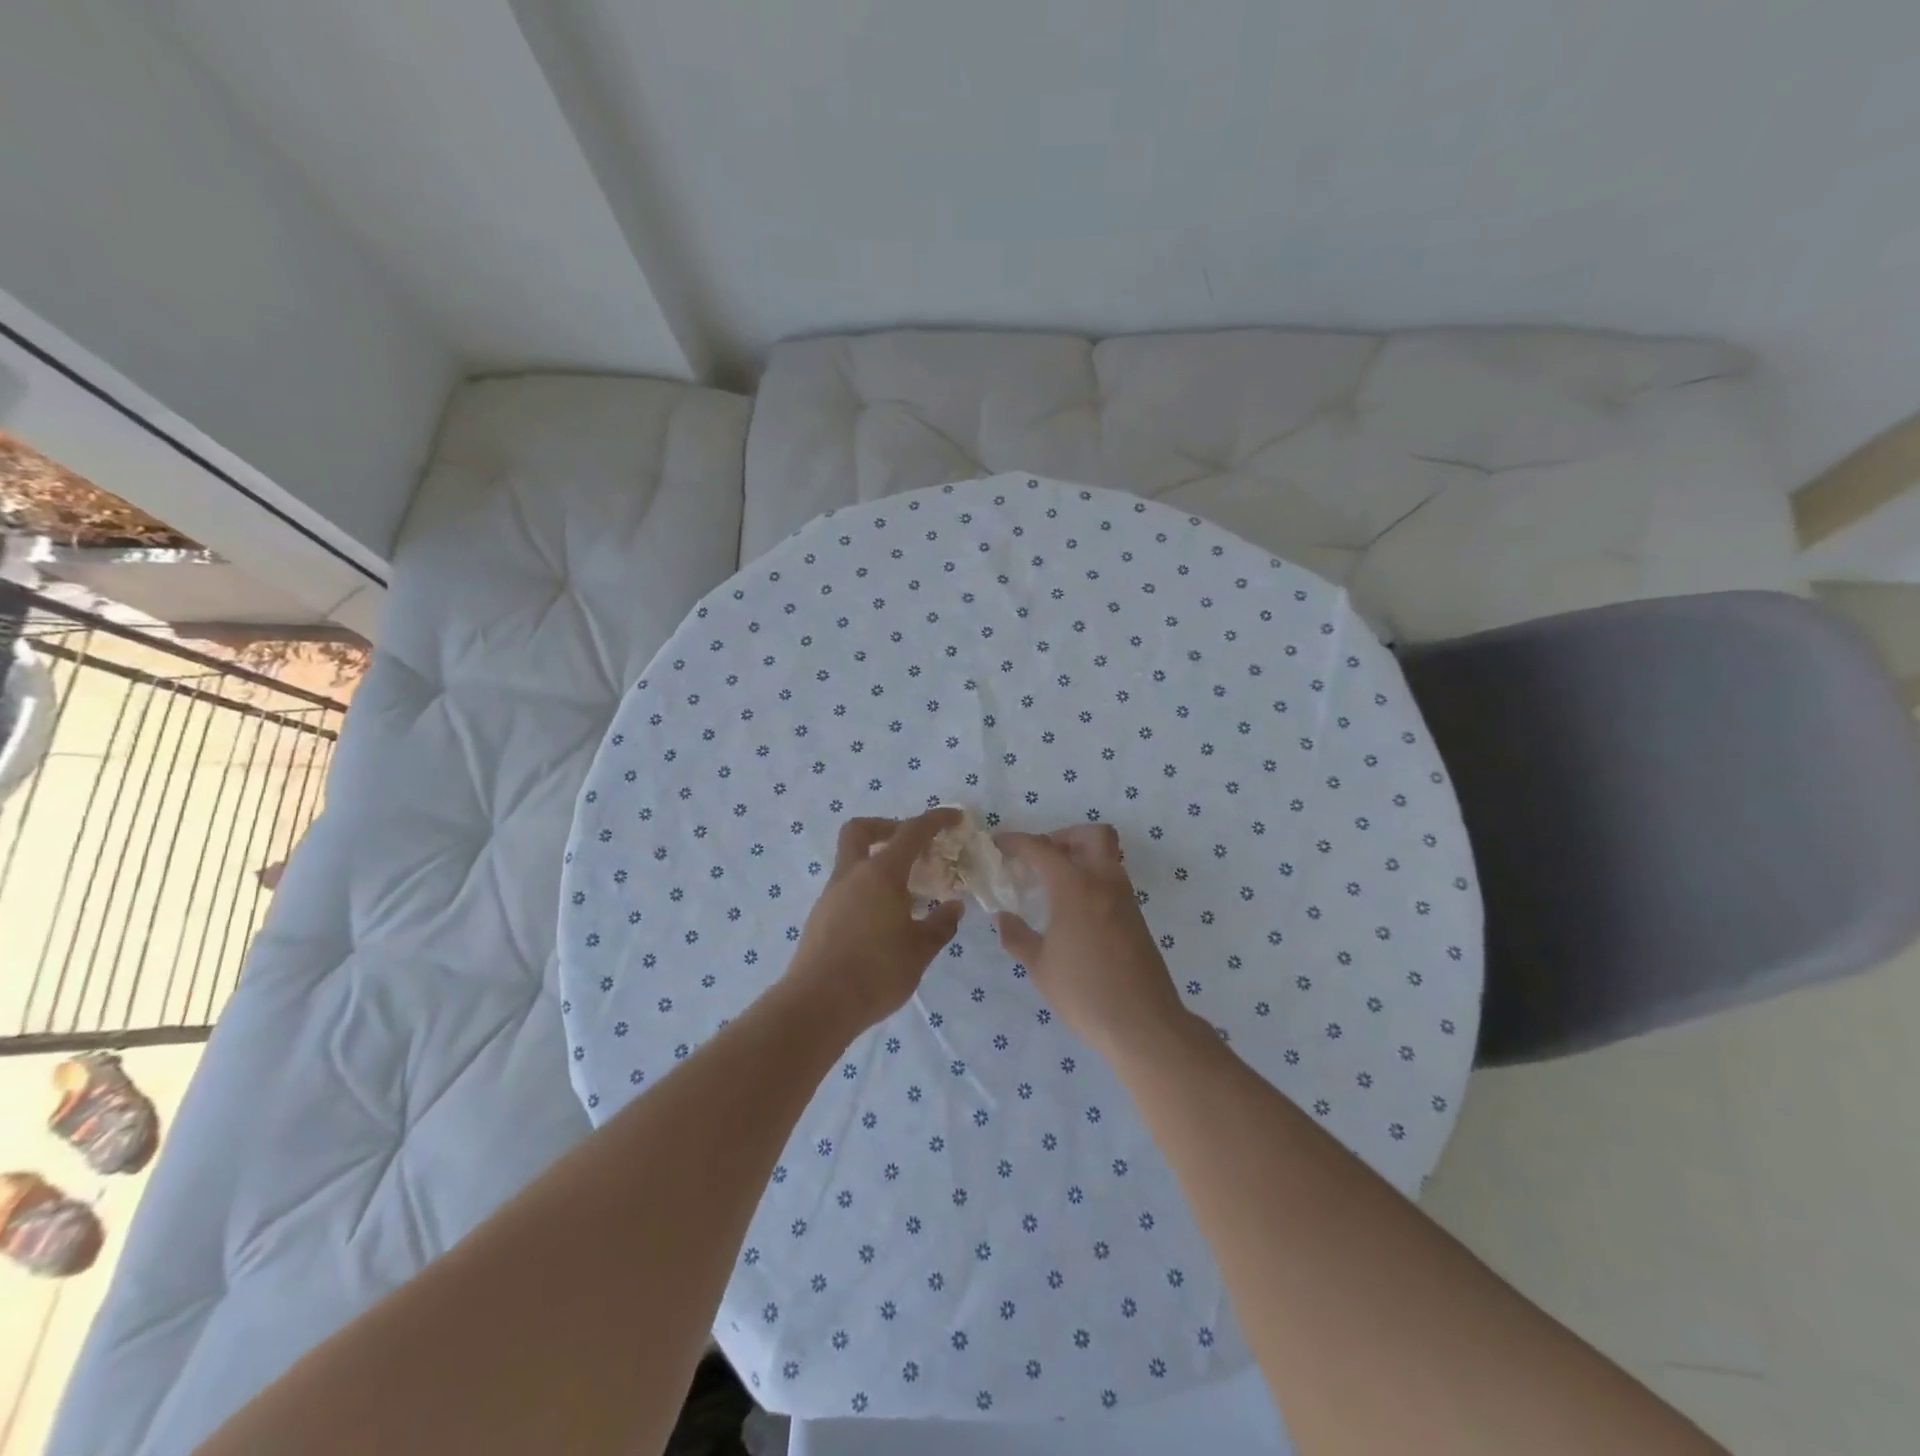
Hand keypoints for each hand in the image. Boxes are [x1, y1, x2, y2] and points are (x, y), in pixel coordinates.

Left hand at [786, 810, 965, 1031]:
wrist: (817, 1005)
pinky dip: (867, 890)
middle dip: (887, 827)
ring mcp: (831, 896)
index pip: (911, 832)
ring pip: (852, 861)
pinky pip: (847, 889)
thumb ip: (940, 925)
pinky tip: (884, 921)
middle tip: (912, 846)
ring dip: (878, 864)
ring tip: (907, 895)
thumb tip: (953, 907)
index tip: (955, 818)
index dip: (935, 820)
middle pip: (861, 831)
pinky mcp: (820, 918)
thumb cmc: (876, 972)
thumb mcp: (919, 950)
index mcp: (880, 874)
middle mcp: (852, 876)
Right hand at [993, 825, 1190, 1058]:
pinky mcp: (1136, 918)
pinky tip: (1073, 911)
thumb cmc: (1084, 992)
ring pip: (1107, 856)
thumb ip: (1018, 937)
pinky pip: (1113, 881)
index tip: (999, 845)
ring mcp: (1125, 899)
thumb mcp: (1040, 967)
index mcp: (1076, 887)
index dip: (1017, 842)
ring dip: (1080, 857)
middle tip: (1040, 859)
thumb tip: (1003, 918)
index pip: (1042, 849)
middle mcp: (1105, 882)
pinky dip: (1092, 880)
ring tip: (1052, 885)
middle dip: (1063, 837)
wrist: (1143, 1023)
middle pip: (1091, 835)